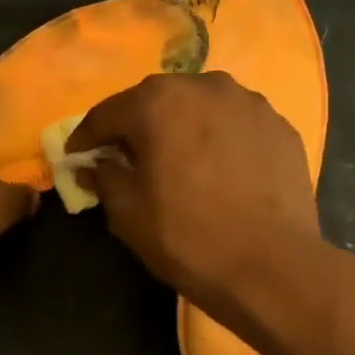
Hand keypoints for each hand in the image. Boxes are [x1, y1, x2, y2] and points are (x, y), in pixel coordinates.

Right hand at [68, 73, 323, 321]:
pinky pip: (234, 124)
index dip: (86, 136)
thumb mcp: (128, 213)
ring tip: (178, 159)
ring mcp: (248, 102)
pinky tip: (219, 168)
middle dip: (136, 126)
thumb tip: (95, 165)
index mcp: (158, 102)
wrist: (273, 267)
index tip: (75, 155)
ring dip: (181, 127)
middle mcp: (203, 86)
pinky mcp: (279, 125)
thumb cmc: (188, 237)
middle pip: (155, 101)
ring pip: (199, 107)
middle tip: (125, 156)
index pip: (107, 113)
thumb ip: (104, 177)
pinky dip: (219, 138)